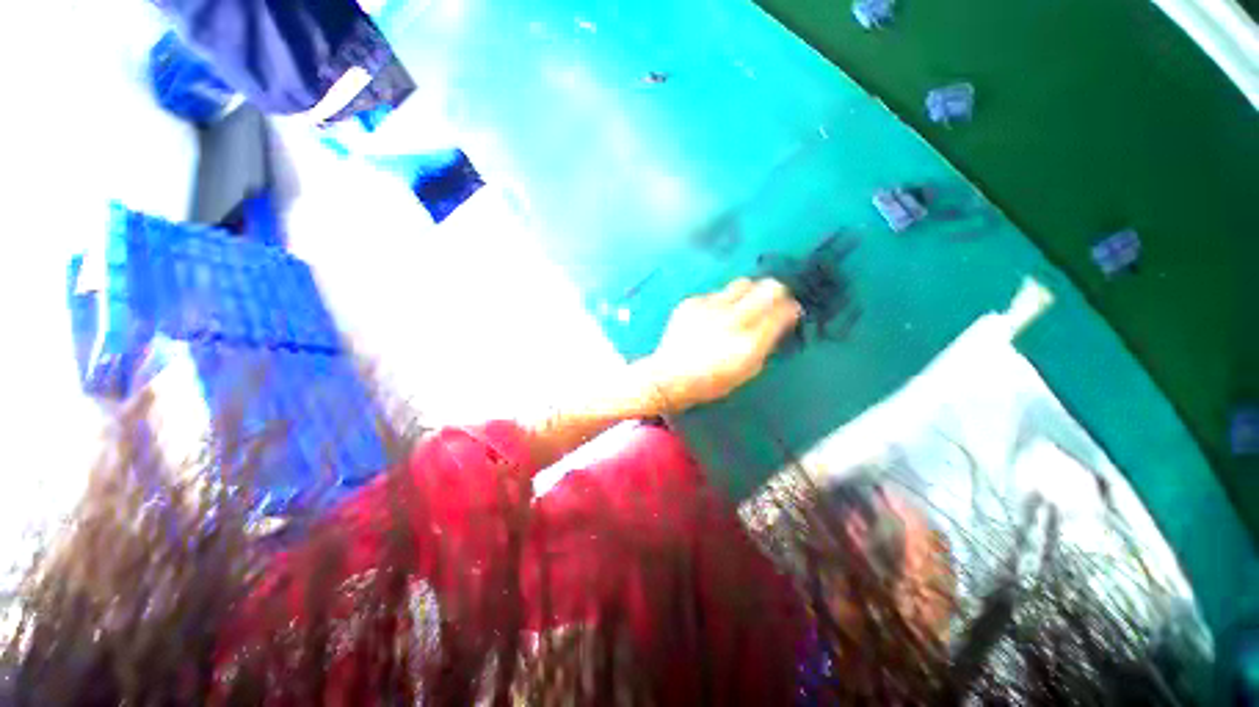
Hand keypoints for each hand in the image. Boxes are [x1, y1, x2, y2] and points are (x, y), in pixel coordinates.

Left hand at [638, 278, 802, 413]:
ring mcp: (709, 307)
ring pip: (742, 283)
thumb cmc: (711, 381)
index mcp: (749, 343)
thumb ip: (766, 343)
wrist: (668, 376)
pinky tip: (711, 317)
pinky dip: (721, 302)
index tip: (789, 311)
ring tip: (740, 307)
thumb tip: (780, 319)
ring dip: (748, 293)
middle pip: (768, 287)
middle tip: (771, 301)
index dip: (790, 308)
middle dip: (776, 291)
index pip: (783, 310)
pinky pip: (716, 293)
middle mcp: (731, 319)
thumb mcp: (747, 370)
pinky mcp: (691, 302)